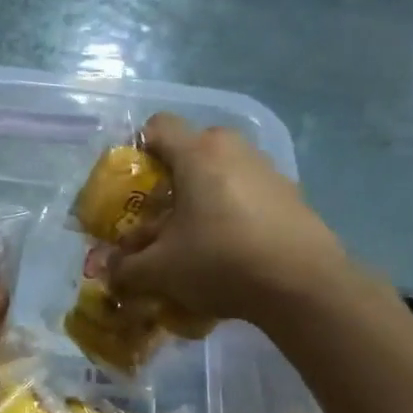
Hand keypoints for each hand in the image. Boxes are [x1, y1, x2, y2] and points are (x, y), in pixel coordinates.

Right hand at [108, 113, 346, 327]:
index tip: (132, 185)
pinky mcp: (291, 194)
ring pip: (222, 171)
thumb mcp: (160, 271)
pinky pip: (248, 192)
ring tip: (196, 237)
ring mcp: (268, 169)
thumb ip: (127, 268)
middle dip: (171, 179)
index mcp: (198, 153)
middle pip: (191, 149)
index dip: (137, 149)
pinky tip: (231, 249)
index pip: (157, 126)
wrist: (302, 285)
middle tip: (160, 217)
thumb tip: (111, 272)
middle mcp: (234, 149)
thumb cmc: (221, 262)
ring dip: (203, 196)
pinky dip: (232, 210)